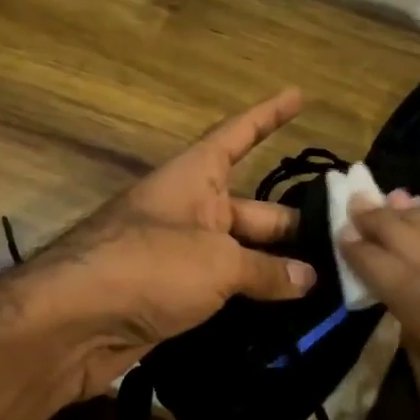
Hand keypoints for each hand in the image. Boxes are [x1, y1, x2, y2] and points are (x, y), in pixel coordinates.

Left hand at [0, 88, 317, 401]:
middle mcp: (189, 211)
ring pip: (242, 255)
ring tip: (331, 283)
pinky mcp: (175, 297)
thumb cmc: (147, 266)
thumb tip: (308, 280)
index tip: (300, 95)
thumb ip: (266, 270)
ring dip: (279, 269)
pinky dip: (254, 299)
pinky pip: (225, 290)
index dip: (269, 115)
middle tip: (346, 241)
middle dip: (294, 224)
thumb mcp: (217, 262)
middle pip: (253, 210)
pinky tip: (290, 314)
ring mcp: (181, 256)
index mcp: (193, 179)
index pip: (238, 136)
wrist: (73, 324)